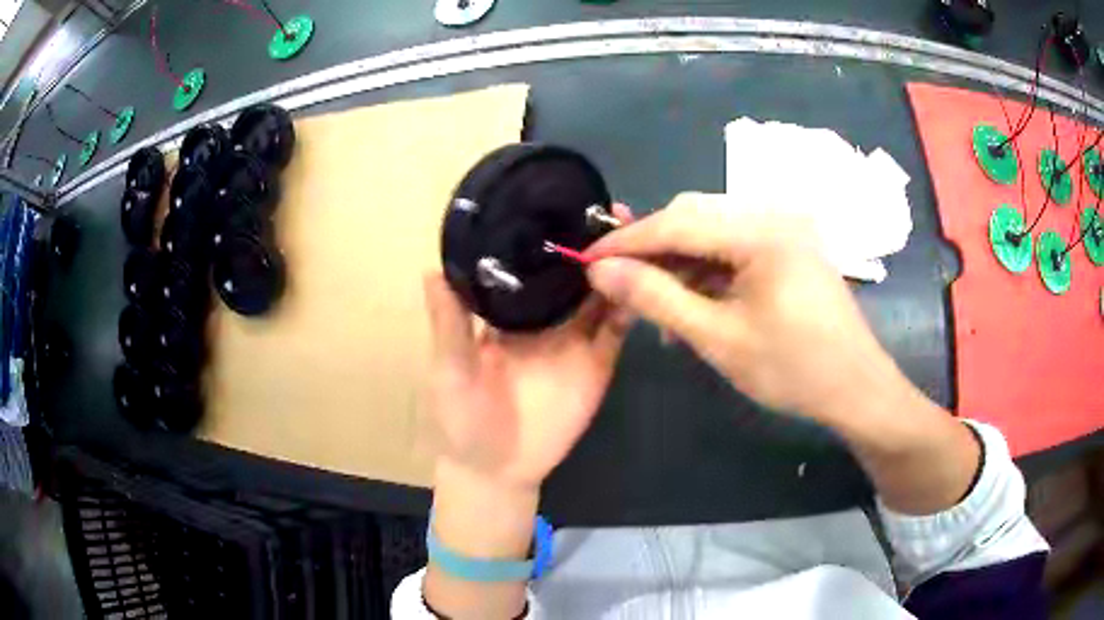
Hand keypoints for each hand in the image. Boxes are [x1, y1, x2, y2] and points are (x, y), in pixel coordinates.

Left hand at [423, 205, 633, 490]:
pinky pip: (616, 330)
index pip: (531, 263)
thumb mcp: (450, 369)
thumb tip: (432, 267)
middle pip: (573, 272)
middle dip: (592, 243)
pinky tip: (643, 282)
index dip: (546, 236)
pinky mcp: (597, 363)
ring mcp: (575, 338)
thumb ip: (449, 324)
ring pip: (601, 294)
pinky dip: (630, 307)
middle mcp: (545, 317)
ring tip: (634, 236)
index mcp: (508, 311)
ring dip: (617, 267)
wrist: (497, 470)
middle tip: (612, 209)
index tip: (561, 204)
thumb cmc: (462, 419)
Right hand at [584, 193, 907, 426]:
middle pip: (694, 216)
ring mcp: (784, 229)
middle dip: (652, 249)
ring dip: (678, 263)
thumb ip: (656, 297)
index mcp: (760, 230)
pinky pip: (734, 247)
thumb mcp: (718, 338)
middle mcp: (773, 214)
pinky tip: (692, 304)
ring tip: (655, 306)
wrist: (856, 388)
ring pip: (712, 232)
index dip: (626, 241)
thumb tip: (600, 270)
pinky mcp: (788, 247)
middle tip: (618, 284)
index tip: (585, 261)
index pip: (676, 222)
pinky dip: (707, 272)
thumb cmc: (793, 369)